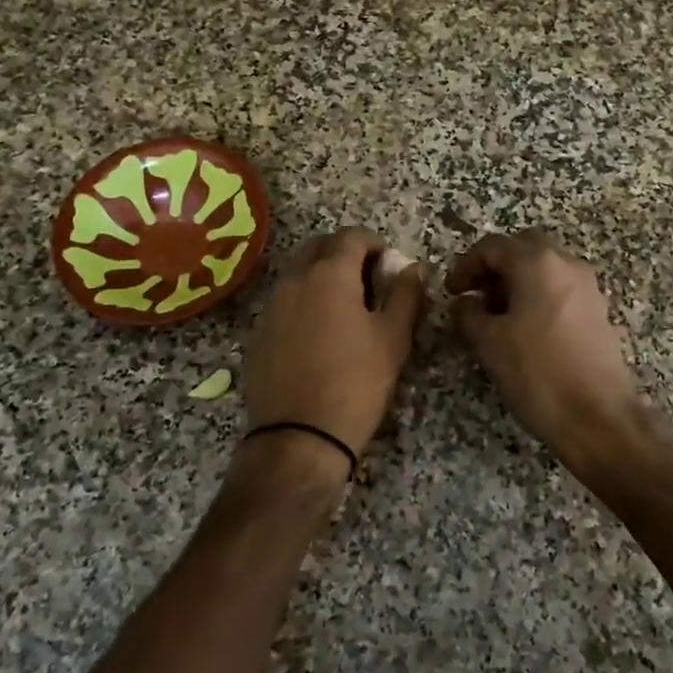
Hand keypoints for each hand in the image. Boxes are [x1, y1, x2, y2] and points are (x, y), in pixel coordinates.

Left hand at [242, 228, 426, 466]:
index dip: (374, 243)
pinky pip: (283, 301)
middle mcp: (294, 280)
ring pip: (298, 273)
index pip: (351, 236)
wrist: (299, 436)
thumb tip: (413, 267)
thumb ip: (406, 295)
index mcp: (329, 274)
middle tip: (368, 279)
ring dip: (321, 275)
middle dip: (345, 253)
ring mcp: (271, 306)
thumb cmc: (356, 383)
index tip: (388, 263)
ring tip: (345, 307)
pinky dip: (303, 301)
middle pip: (319, 247)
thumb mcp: (393, 338)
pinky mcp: (258, 333)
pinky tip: (318, 333)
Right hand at [446, 231, 647, 472]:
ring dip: (518, 281)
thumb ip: (468, 314)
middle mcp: (567, 265)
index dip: (466, 265)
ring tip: (498, 316)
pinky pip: (561, 289)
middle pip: (523, 249)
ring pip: (545, 268)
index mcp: (538, 264)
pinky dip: (539, 296)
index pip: (493, 246)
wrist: (598, 417)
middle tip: (476, 296)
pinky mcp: (598, 311)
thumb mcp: (489, 343)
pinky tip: (526, 330)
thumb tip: (464, 302)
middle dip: (495, 267)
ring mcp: (588, 287)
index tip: (452, 291)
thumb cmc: (538, 374)